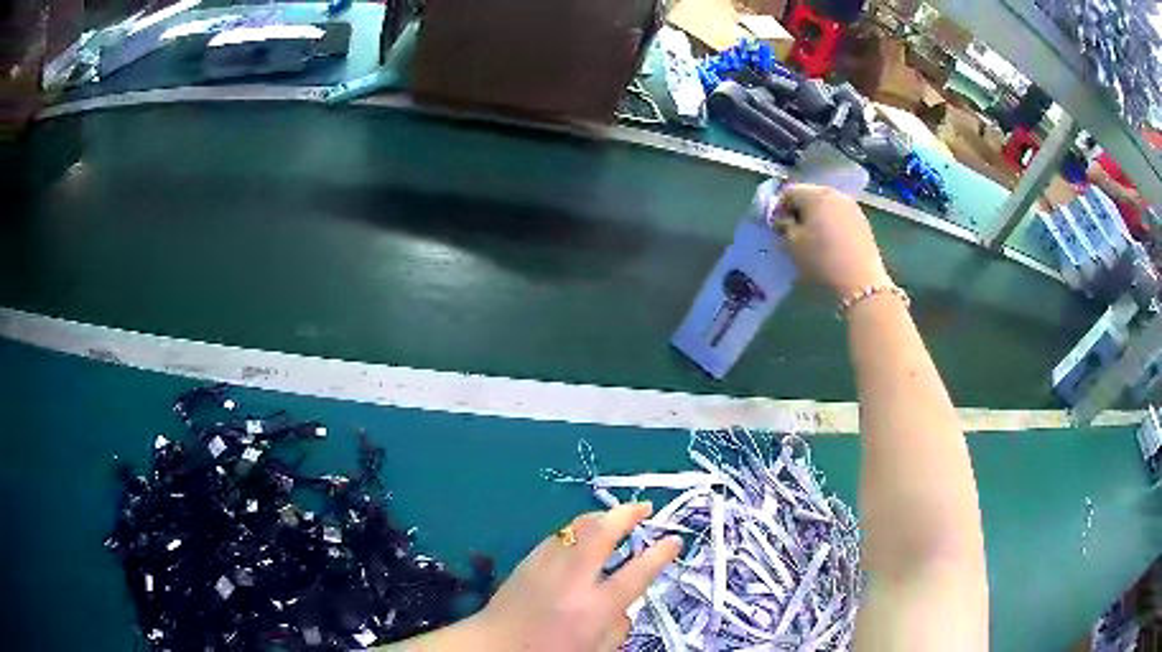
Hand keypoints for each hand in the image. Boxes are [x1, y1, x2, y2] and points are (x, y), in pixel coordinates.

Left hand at [472, 503, 680, 650]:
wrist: (494, 647)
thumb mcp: (596, 650)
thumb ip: (617, 625)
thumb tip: (624, 604)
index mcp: (595, 607)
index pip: (637, 573)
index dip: (660, 554)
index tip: (674, 540)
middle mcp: (573, 579)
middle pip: (603, 533)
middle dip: (627, 514)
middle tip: (645, 508)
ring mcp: (547, 565)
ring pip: (579, 527)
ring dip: (603, 517)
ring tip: (618, 515)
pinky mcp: (528, 560)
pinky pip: (560, 536)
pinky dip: (579, 529)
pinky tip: (585, 535)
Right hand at [770, 183, 890, 298]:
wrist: (862, 282)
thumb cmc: (822, 261)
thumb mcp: (793, 245)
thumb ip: (784, 226)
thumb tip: (784, 219)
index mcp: (815, 195)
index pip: (789, 192)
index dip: (778, 208)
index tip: (777, 227)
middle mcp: (835, 194)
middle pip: (809, 196)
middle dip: (798, 211)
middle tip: (793, 233)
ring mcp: (852, 207)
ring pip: (826, 206)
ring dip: (816, 218)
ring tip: (813, 239)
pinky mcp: (863, 222)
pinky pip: (840, 216)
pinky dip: (831, 224)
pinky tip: (830, 244)